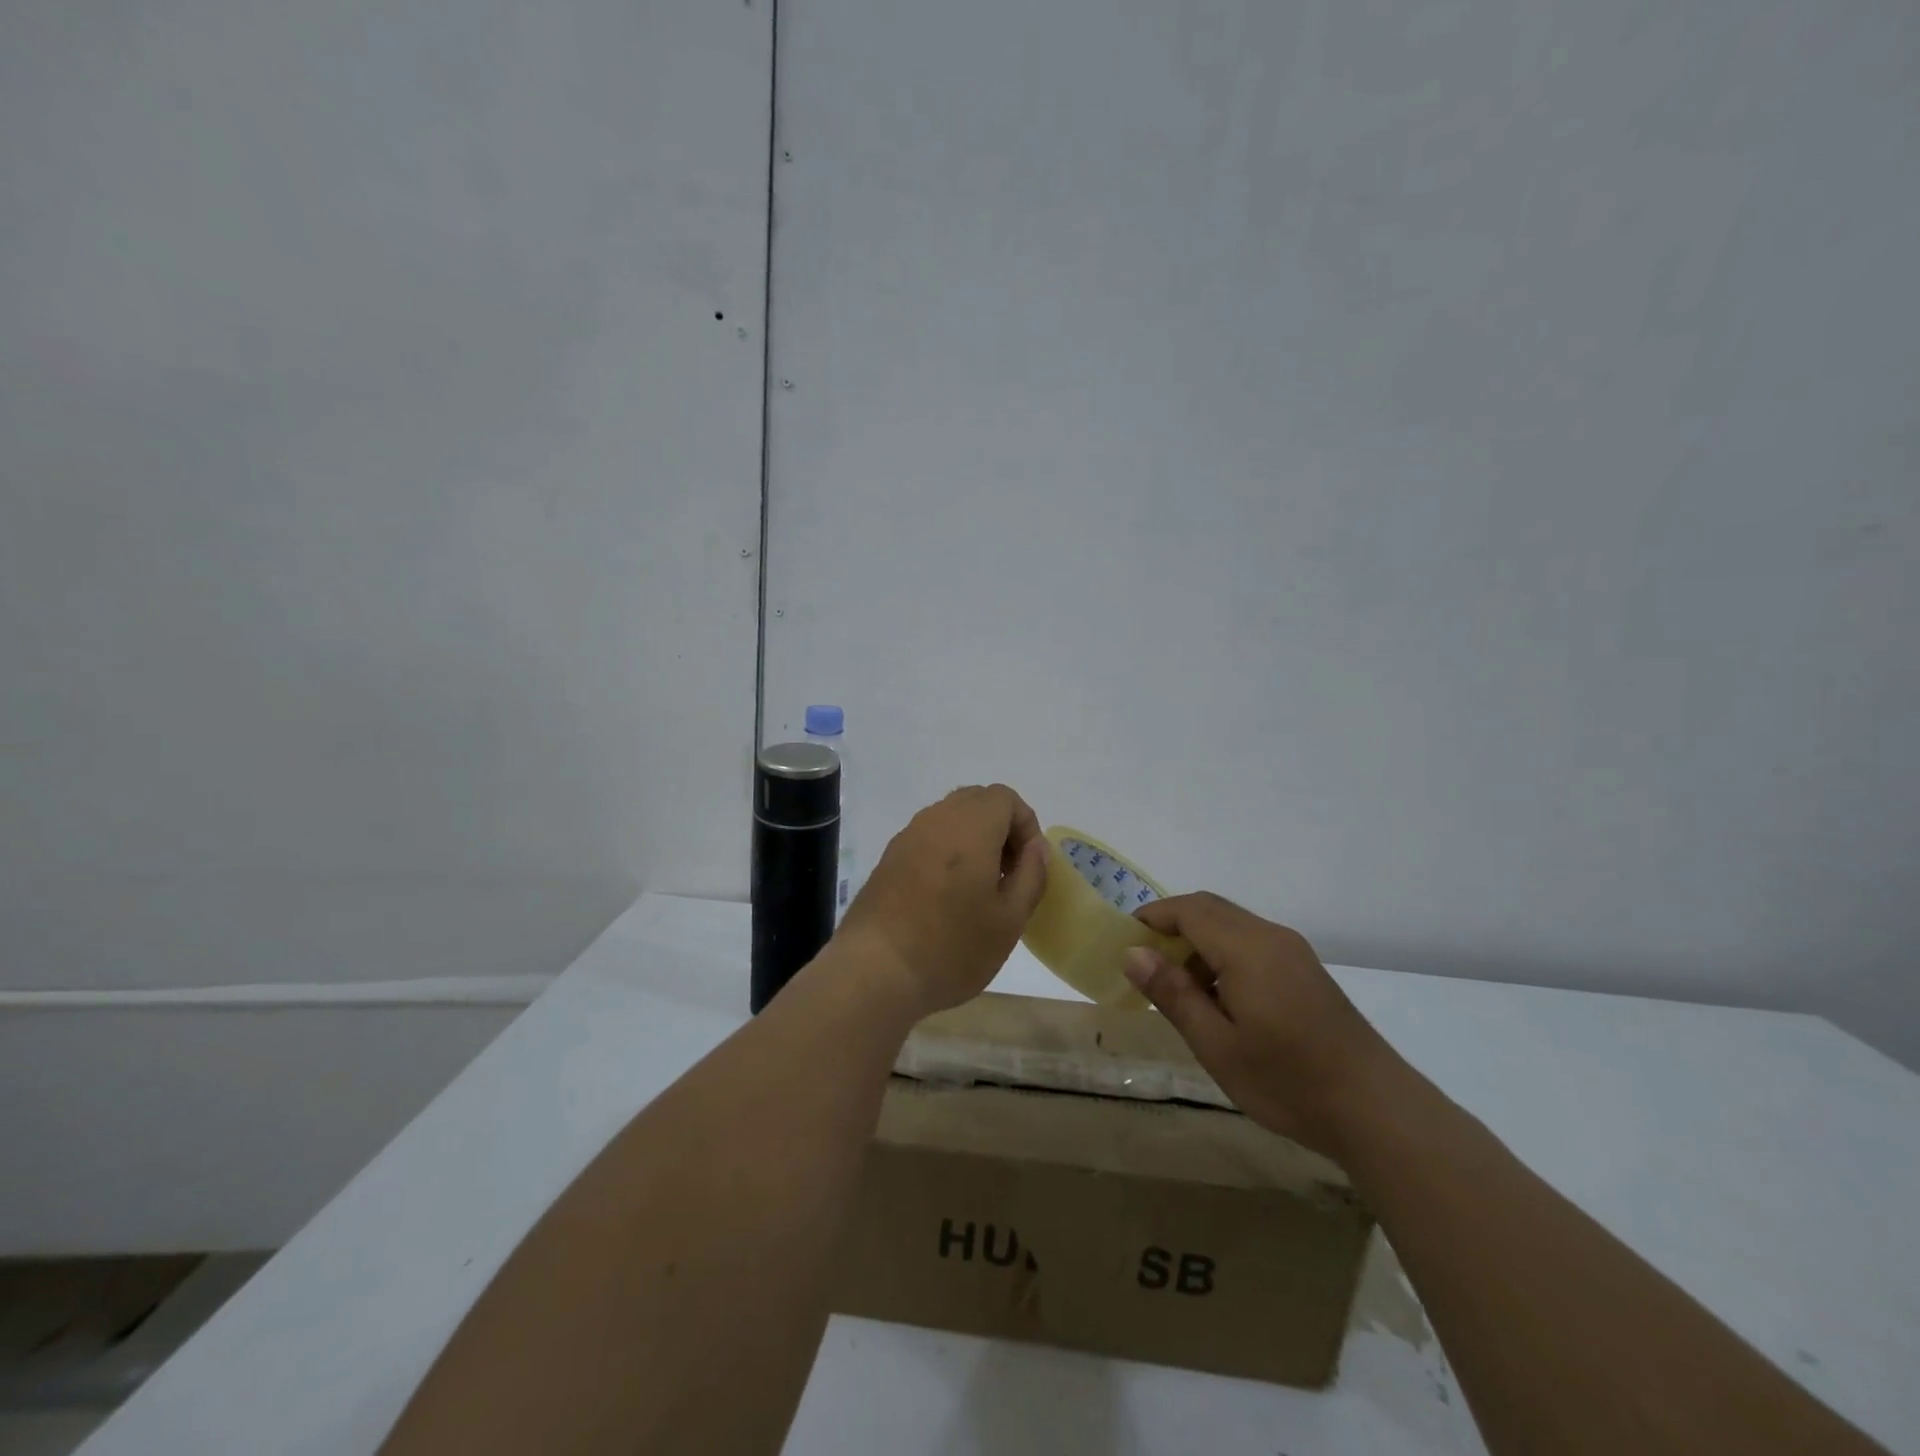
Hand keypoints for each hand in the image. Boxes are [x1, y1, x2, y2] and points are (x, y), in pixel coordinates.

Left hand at [835, 785, 1048, 1017]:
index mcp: (971, 826)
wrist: (875, 971)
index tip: (1027, 866)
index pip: (1005, 797)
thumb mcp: (1010, 920)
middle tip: (1007, 874)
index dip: (1025, 825)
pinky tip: (947, 897)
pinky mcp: (889, 858)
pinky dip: (946, 852)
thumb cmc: (952, 947)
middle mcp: (936, 819)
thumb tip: (1035, 847)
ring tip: (979, 888)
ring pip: (950, 818)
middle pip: (976, 801)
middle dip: (1000, 828)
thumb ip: (1031, 875)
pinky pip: (928, 838)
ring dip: (973, 840)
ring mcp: (907, 836)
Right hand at [1124, 893, 1400, 1158]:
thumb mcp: (1217, 1045)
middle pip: (1209, 909)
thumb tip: (1133, 953)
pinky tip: (1219, 998)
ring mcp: (1293, 951)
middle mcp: (1271, 936)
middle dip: (1171, 926)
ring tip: (1179, 988)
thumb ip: (1174, 993)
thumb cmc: (1288, 1081)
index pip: (1187, 910)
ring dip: (1197, 941)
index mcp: (1247, 948)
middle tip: (1144, 965)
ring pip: (1231, 924)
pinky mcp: (1305, 969)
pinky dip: (1222, 953)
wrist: (1377, 1111)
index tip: (1123, 943)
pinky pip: (1252, 942)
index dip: (1151, 918)